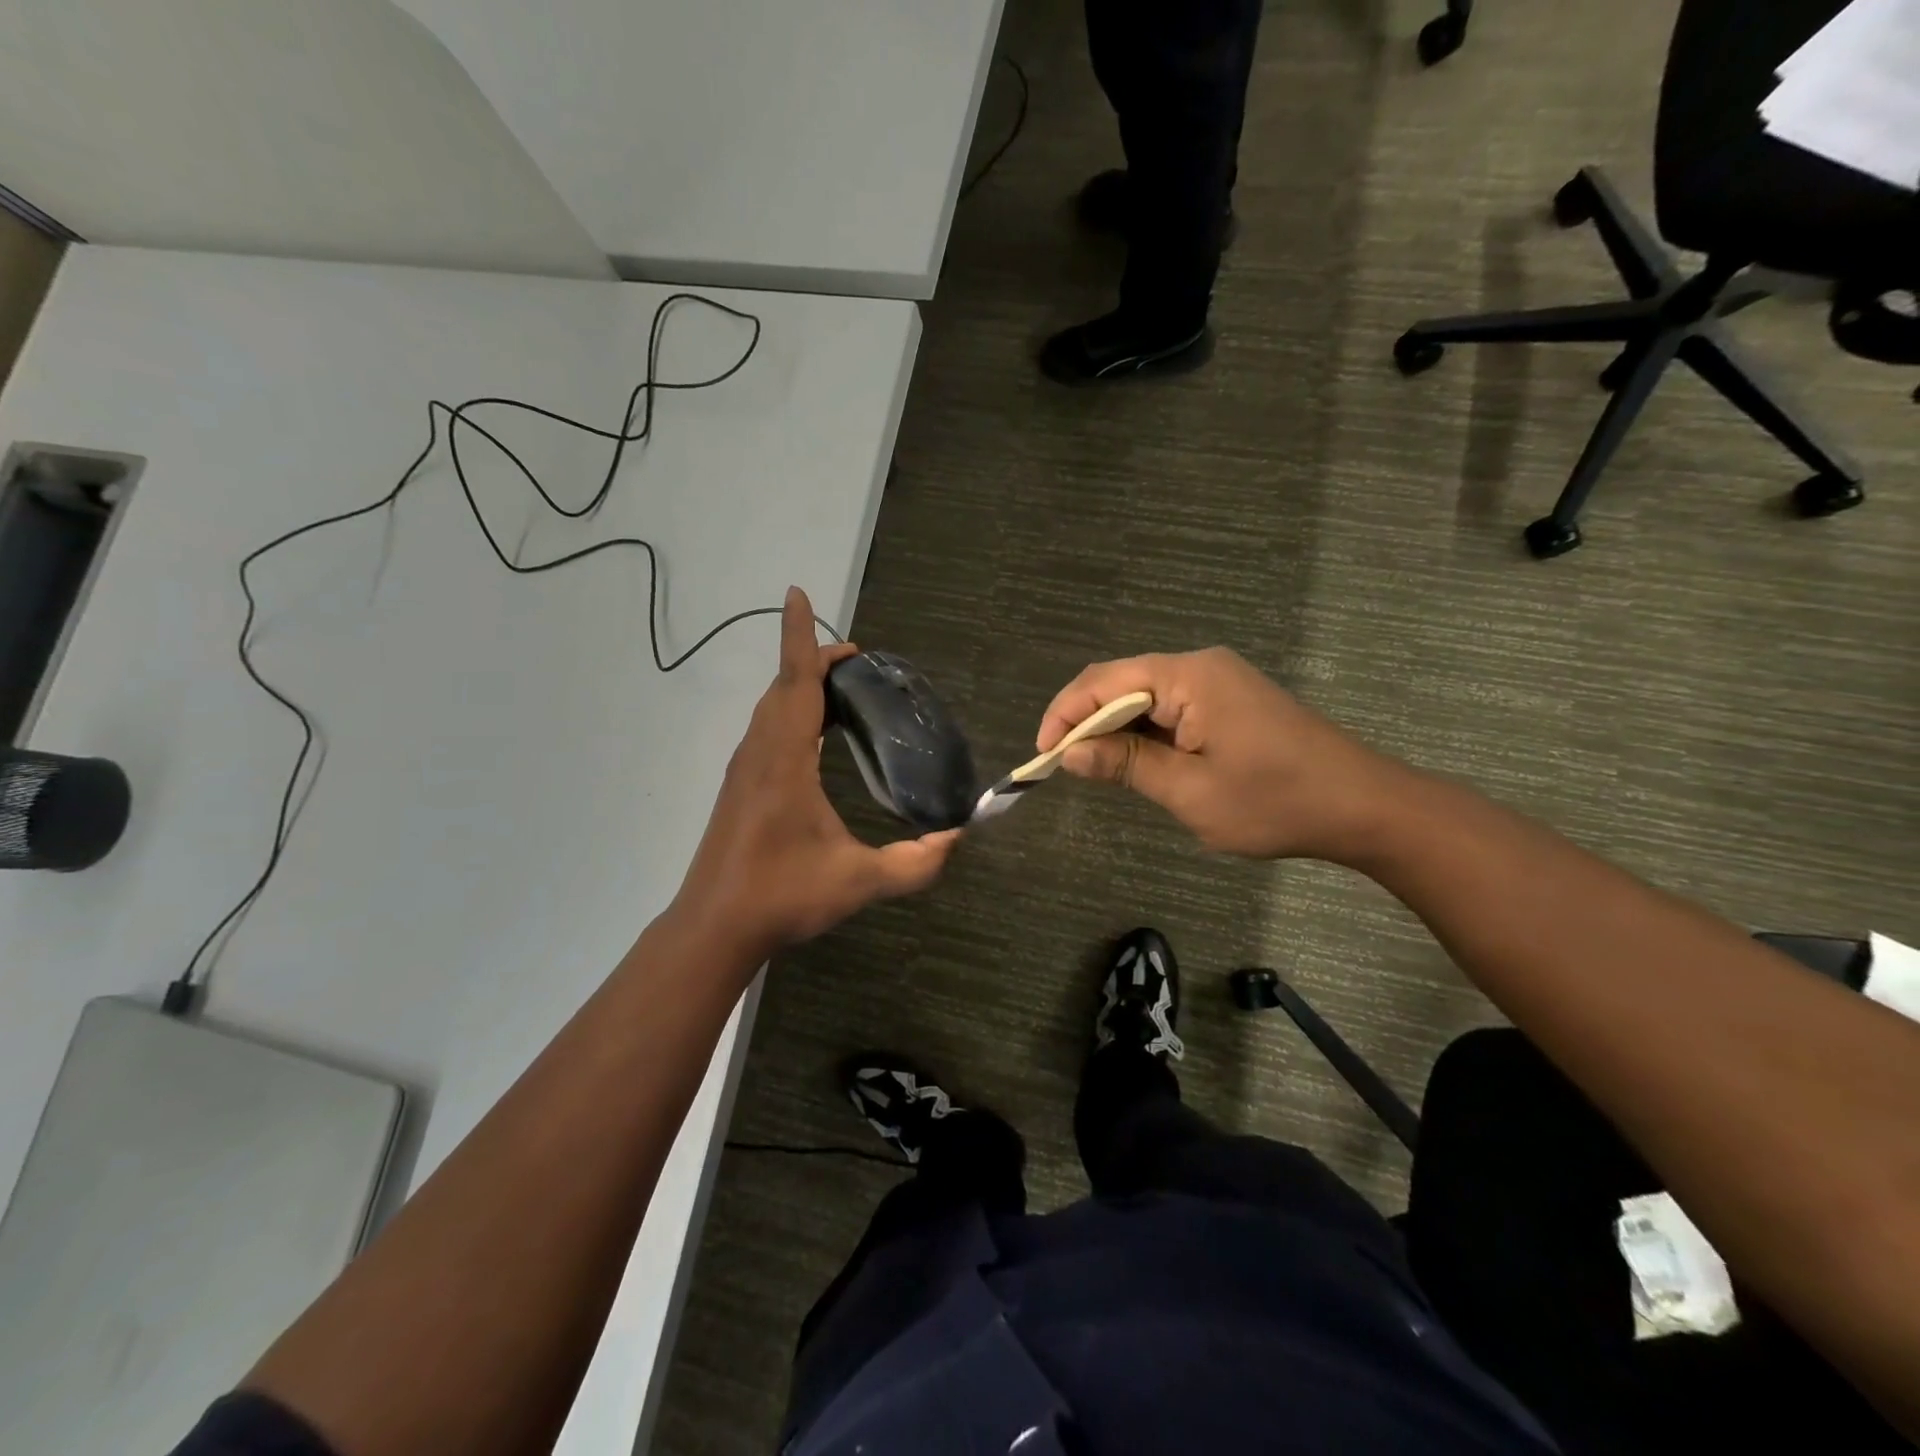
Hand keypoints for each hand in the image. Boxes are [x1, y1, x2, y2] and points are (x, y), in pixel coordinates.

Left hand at [672, 587, 958, 963]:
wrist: (715, 927)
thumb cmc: (782, 896)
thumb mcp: (857, 882)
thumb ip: (913, 864)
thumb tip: (957, 839)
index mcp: (784, 761)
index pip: (795, 683)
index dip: (800, 637)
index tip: (798, 594)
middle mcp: (759, 754)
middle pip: (783, 687)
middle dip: (813, 660)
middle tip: (857, 661)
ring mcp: (744, 770)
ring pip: (770, 708)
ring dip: (800, 686)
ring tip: (840, 687)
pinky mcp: (739, 787)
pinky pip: (766, 729)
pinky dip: (790, 711)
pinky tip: (813, 735)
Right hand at [1037, 648, 1408, 863]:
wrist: (1363, 806)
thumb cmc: (1275, 802)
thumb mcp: (1190, 791)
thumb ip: (1126, 764)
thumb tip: (1071, 753)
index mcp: (1190, 676)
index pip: (1105, 681)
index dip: (1065, 714)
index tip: (1043, 757)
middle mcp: (1200, 666)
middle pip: (1122, 681)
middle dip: (1085, 721)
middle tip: (1063, 766)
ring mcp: (1218, 680)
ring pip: (1145, 695)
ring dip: (1114, 727)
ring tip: (1092, 767)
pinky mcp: (1230, 700)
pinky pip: (1170, 706)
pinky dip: (1144, 731)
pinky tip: (1136, 760)